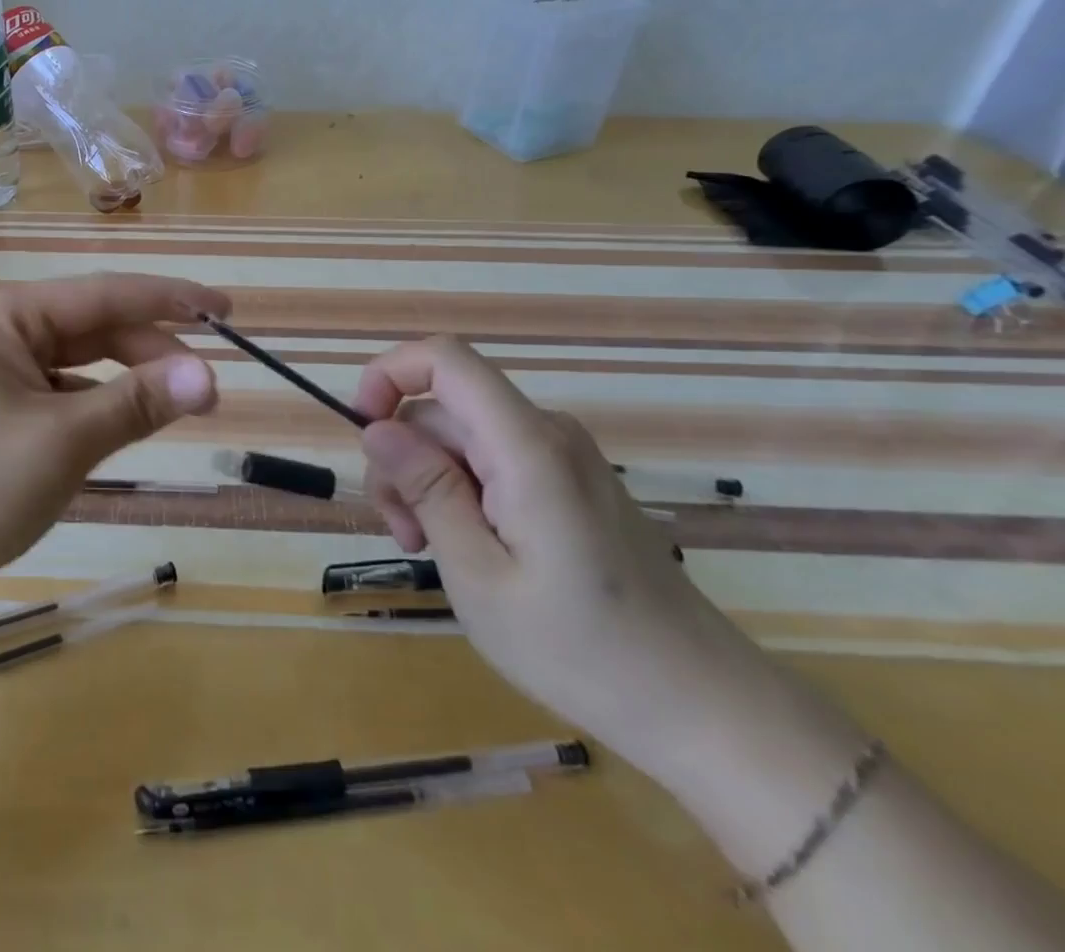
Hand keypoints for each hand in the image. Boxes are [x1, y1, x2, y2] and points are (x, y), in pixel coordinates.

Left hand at [0, 273, 228, 626]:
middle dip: (151, 353)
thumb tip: (210, 376)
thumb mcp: (64, 443)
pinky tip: (121, 428)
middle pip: (93, 328)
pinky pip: (60, 394)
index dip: (171, 299)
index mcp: (4, 315)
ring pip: (79, 363)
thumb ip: (138, 402)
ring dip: (127, 382)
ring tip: (177, 409)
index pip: (105, 294)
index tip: (226, 311)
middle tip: (208, 390)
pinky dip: (96, 407)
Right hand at [351, 337, 859, 787]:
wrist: (701, 705)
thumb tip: (377, 427)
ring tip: (430, 550)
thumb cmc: (581, 650)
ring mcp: (562, 456)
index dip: (390, 373)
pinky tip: (468, 550)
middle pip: (445, 408)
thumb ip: (427, 489)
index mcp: (526, 446)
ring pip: (463, 437)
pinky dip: (462, 493)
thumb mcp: (478, 575)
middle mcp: (546, 433)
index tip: (363, 433)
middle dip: (404, 458)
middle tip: (404, 534)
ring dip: (429, 482)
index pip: (446, 359)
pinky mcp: (568, 482)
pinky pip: (493, 461)